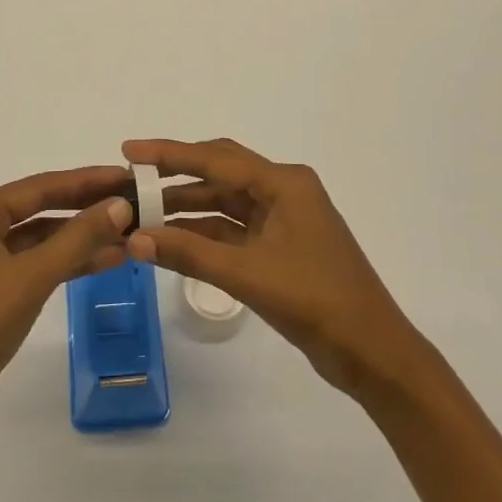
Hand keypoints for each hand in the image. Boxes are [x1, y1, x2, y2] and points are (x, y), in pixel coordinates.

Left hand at [0, 166, 133, 446]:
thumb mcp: (31, 277)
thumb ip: (78, 239)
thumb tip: (121, 205)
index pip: (40, 186)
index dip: (87, 181)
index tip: (127, 176)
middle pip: (41, 209)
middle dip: (87, 208)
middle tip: (134, 202)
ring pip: (41, 240)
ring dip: (82, 239)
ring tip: (131, 236)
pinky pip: (36, 266)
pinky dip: (67, 264)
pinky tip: (105, 263)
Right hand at [123, 138, 421, 396]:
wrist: (372, 352)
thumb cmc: (315, 301)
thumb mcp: (247, 275)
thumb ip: (189, 253)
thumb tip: (134, 239)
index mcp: (284, 183)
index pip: (216, 158)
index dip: (169, 154)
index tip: (129, 150)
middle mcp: (284, 191)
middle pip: (220, 172)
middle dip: (175, 176)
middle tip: (131, 179)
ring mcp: (283, 219)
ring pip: (225, 203)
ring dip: (186, 209)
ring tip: (141, 214)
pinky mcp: (280, 246)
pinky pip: (233, 230)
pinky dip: (203, 235)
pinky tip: (170, 242)